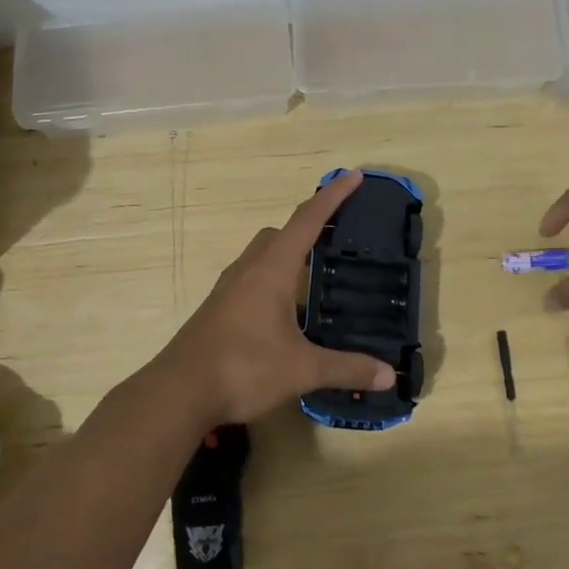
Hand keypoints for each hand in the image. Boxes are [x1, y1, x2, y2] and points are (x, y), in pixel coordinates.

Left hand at [158, 170, 396, 425]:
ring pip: (262, 256)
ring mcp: (228, 289)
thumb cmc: (243, 368)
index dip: (333, 196)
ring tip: (315, 275)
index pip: (307, 220)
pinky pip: (251, 279)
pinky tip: (286, 312)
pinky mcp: (218, 309)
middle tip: (336, 236)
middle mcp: (248, 270)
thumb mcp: (302, 369)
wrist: (178, 392)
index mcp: (272, 269)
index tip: (354, 175)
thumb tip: (390, 374)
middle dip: (308, 226)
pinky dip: (273, 280)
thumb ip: (346, 368)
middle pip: (280, 234)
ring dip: (288, 254)